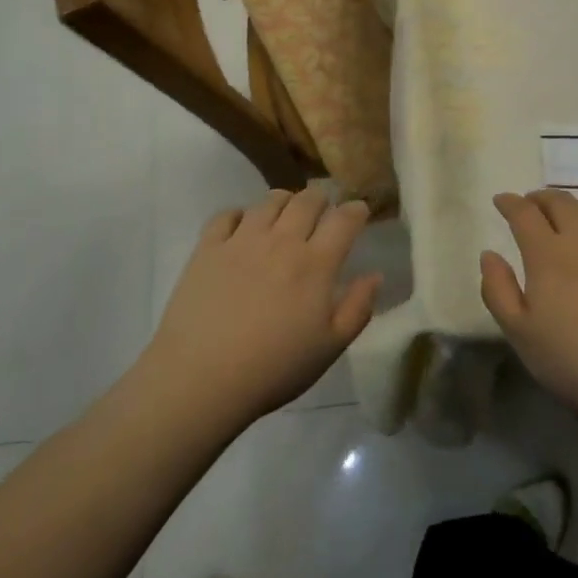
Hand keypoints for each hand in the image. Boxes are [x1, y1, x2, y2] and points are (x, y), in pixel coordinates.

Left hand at [147, 190, 381, 425]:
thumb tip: (375, 274)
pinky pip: (227, 214)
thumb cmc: (274, 368)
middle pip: (308, 200)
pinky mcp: (208, 247)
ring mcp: (242, 240)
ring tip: (285, 216)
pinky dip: (240, 214)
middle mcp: (281, 241)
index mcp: (315, 264)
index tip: (359, 211)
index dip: (356, 210)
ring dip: (285, 202)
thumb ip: (358, 308)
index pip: (344, 220)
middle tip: (323, 213)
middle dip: (321, 200)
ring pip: (270, 201)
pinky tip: (242, 228)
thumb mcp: (330, 347)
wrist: (201, 378)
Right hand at [480, 189, 577, 421]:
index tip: (501, 201)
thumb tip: (489, 255)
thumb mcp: (520, 334)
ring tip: (567, 216)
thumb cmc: (573, 361)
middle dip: (541, 198)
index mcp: (547, 254)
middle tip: (532, 205)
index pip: (524, 214)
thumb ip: (498, 290)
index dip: (510, 203)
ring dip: (574, 206)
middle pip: (560, 202)